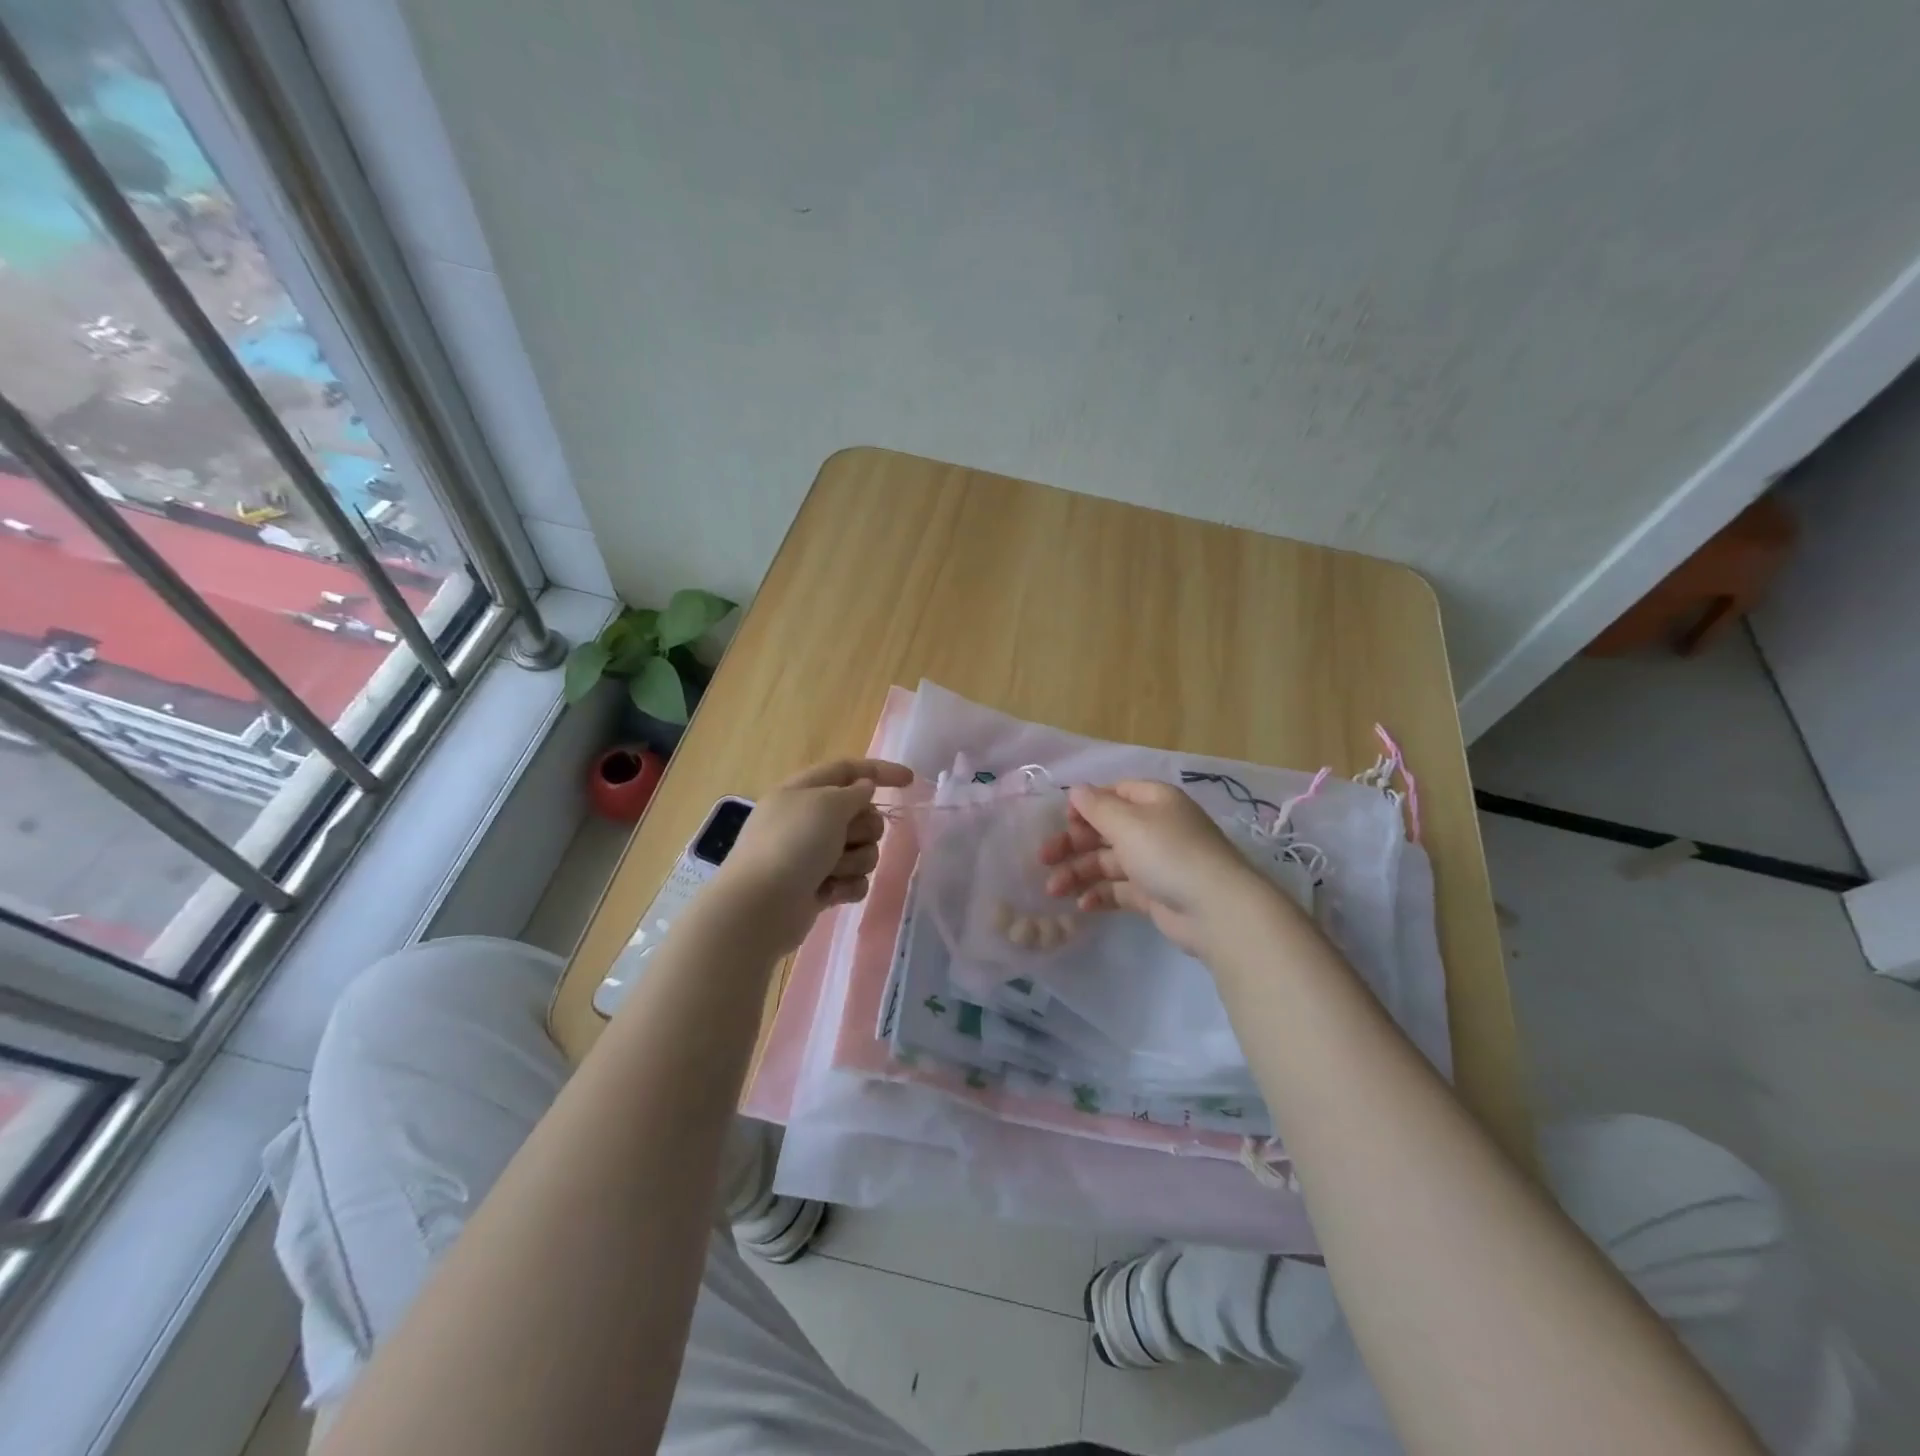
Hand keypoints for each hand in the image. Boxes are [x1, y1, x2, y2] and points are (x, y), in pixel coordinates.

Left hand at [713, 758, 913, 951]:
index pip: (848, 770)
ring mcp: (813, 856)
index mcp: (803, 791)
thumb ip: (854, 792)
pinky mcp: (819, 887)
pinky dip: (848, 886)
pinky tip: (832, 893)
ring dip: (855, 861)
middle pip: (861, 814)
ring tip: (833, 872)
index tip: (910, 781)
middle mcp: (808, 821)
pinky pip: (854, 881)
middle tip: (847, 838)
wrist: (759, 907)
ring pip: (862, 850)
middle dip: (864, 829)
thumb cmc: (791, 845)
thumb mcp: (827, 804)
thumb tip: (864, 788)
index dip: (880, 771)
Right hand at [1038, 780, 1271, 954]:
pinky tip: (1081, 905)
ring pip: (1108, 862)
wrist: (1216, 910)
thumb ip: (1097, 807)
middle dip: (1073, 844)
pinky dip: (1099, 894)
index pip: (1114, 794)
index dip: (1086, 805)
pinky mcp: (1155, 894)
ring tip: (1053, 890)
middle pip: (1106, 829)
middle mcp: (1155, 827)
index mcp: (1154, 801)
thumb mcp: (1128, 823)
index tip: (1062, 821)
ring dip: (1079, 873)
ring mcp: (1155, 862)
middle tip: (1043, 859)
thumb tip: (1077, 790)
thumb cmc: (1168, 853)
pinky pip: (1120, 889)